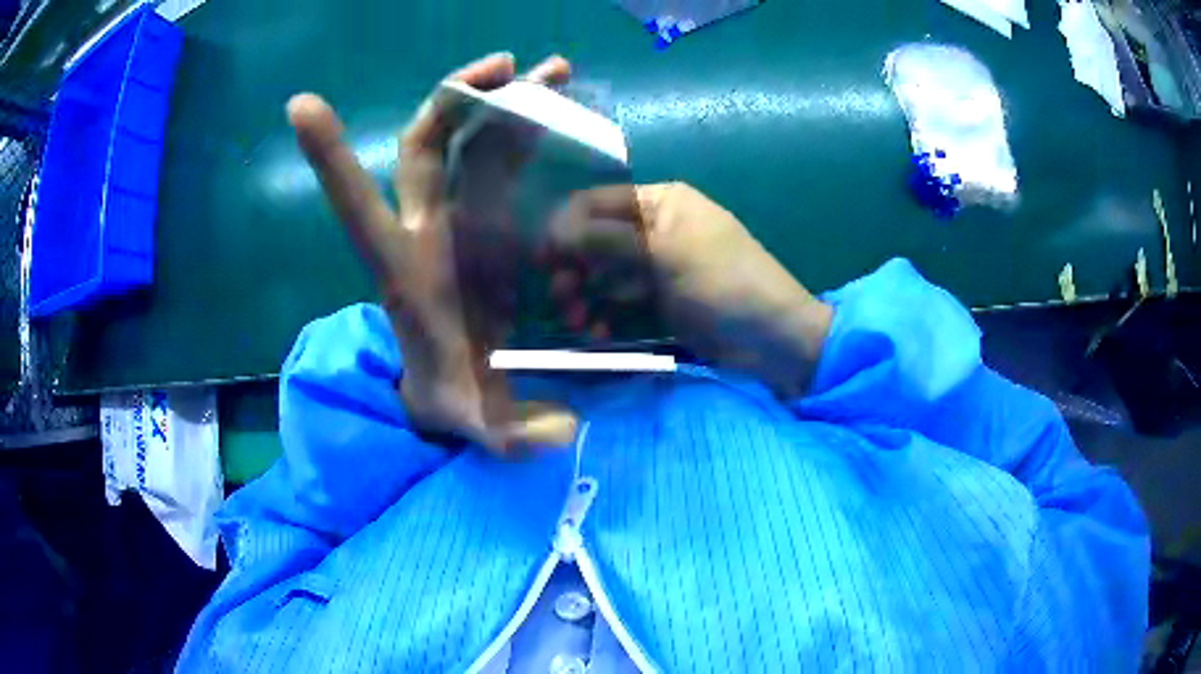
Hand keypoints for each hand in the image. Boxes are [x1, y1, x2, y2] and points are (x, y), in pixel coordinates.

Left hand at [286, 53, 577, 453]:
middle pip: (422, 147)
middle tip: (506, 65)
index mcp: (401, 269)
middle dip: (454, 99)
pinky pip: (504, 157)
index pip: (356, 207)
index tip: (300, 104)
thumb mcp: (472, 424)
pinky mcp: (492, 219)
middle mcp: (424, 230)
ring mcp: (460, 219)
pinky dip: (527, 126)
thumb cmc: (450, 401)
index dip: (330, 158)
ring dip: (507, 99)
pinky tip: (560, 103)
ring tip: (554, 69)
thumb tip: (558, 436)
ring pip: (470, 140)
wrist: (459, 391)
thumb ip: (506, 435)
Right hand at [544, 183, 833, 397]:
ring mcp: (656, 266)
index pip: (597, 203)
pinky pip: (619, 301)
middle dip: (574, 266)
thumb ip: (606, 239)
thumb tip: (552, 228)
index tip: (541, 258)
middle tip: (561, 296)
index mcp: (660, 202)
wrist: (772, 338)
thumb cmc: (725, 283)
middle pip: (595, 239)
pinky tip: (599, 332)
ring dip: (584, 295)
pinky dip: (605, 314)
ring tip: (578, 321)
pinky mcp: (659, 300)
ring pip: (603, 273)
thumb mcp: (666, 254)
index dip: (565, 226)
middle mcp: (654, 228)